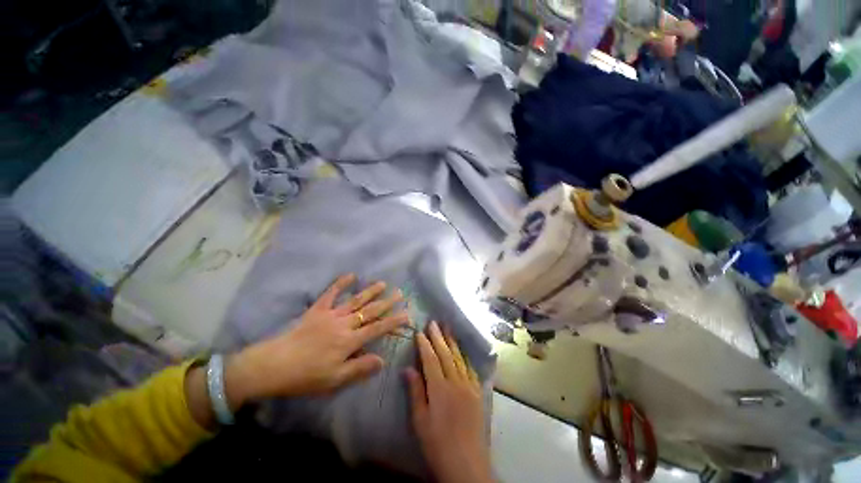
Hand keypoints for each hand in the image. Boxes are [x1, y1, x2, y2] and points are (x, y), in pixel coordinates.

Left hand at [226, 273, 408, 405]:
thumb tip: (382, 360)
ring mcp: (331, 314)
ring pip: (356, 300)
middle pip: (370, 311)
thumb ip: (360, 368)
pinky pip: (331, 293)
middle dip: (387, 302)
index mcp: (349, 341)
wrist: (273, 365)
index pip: (378, 328)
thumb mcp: (335, 379)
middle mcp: (344, 324)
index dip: (394, 321)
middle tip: (400, 293)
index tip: (407, 315)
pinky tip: (350, 275)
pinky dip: (340, 283)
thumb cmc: (306, 376)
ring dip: (370, 291)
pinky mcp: (318, 310)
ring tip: (382, 283)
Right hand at [406, 321, 493, 482]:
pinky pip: (470, 369)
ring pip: (459, 358)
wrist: (467, 464)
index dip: (425, 345)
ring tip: (447, 328)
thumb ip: (416, 392)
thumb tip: (408, 368)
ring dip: (452, 342)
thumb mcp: (420, 421)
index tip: (420, 332)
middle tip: (434, 322)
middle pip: (446, 354)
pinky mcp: (477, 392)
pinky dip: (464, 357)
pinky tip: (462, 351)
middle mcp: (456, 382)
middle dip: (439, 337)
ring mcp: (469, 386)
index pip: (431, 360)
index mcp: (440, 388)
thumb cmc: (438, 445)